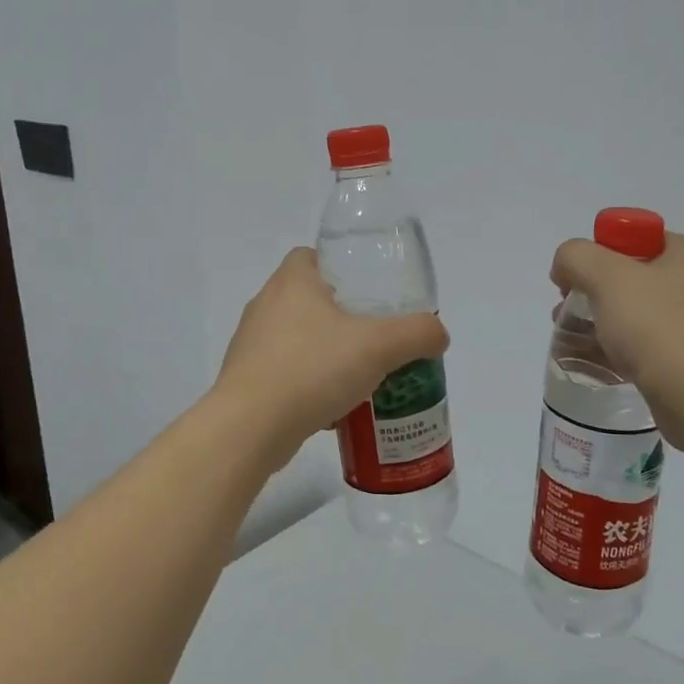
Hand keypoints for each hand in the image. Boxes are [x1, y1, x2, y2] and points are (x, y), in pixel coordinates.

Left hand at [217, 248, 448, 465]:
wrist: (250, 427)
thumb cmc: (312, 369)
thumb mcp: (379, 346)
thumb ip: (416, 334)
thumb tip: (437, 334)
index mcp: (291, 282)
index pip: (312, 256)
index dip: (342, 268)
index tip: (369, 293)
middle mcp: (265, 306)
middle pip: (310, 300)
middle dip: (343, 317)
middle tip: (375, 337)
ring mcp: (251, 345)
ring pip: (298, 340)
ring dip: (327, 354)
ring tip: (360, 376)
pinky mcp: (246, 381)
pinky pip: (286, 374)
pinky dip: (310, 385)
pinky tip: (334, 409)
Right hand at [549, 231, 683, 453]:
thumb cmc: (659, 328)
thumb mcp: (607, 277)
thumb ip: (576, 257)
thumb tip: (566, 267)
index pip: (633, 238)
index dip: (596, 255)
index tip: (573, 282)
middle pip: (631, 277)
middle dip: (592, 293)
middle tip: (566, 312)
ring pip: (637, 314)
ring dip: (601, 323)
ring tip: (571, 340)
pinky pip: (647, 346)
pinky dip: (619, 350)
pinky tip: (594, 362)